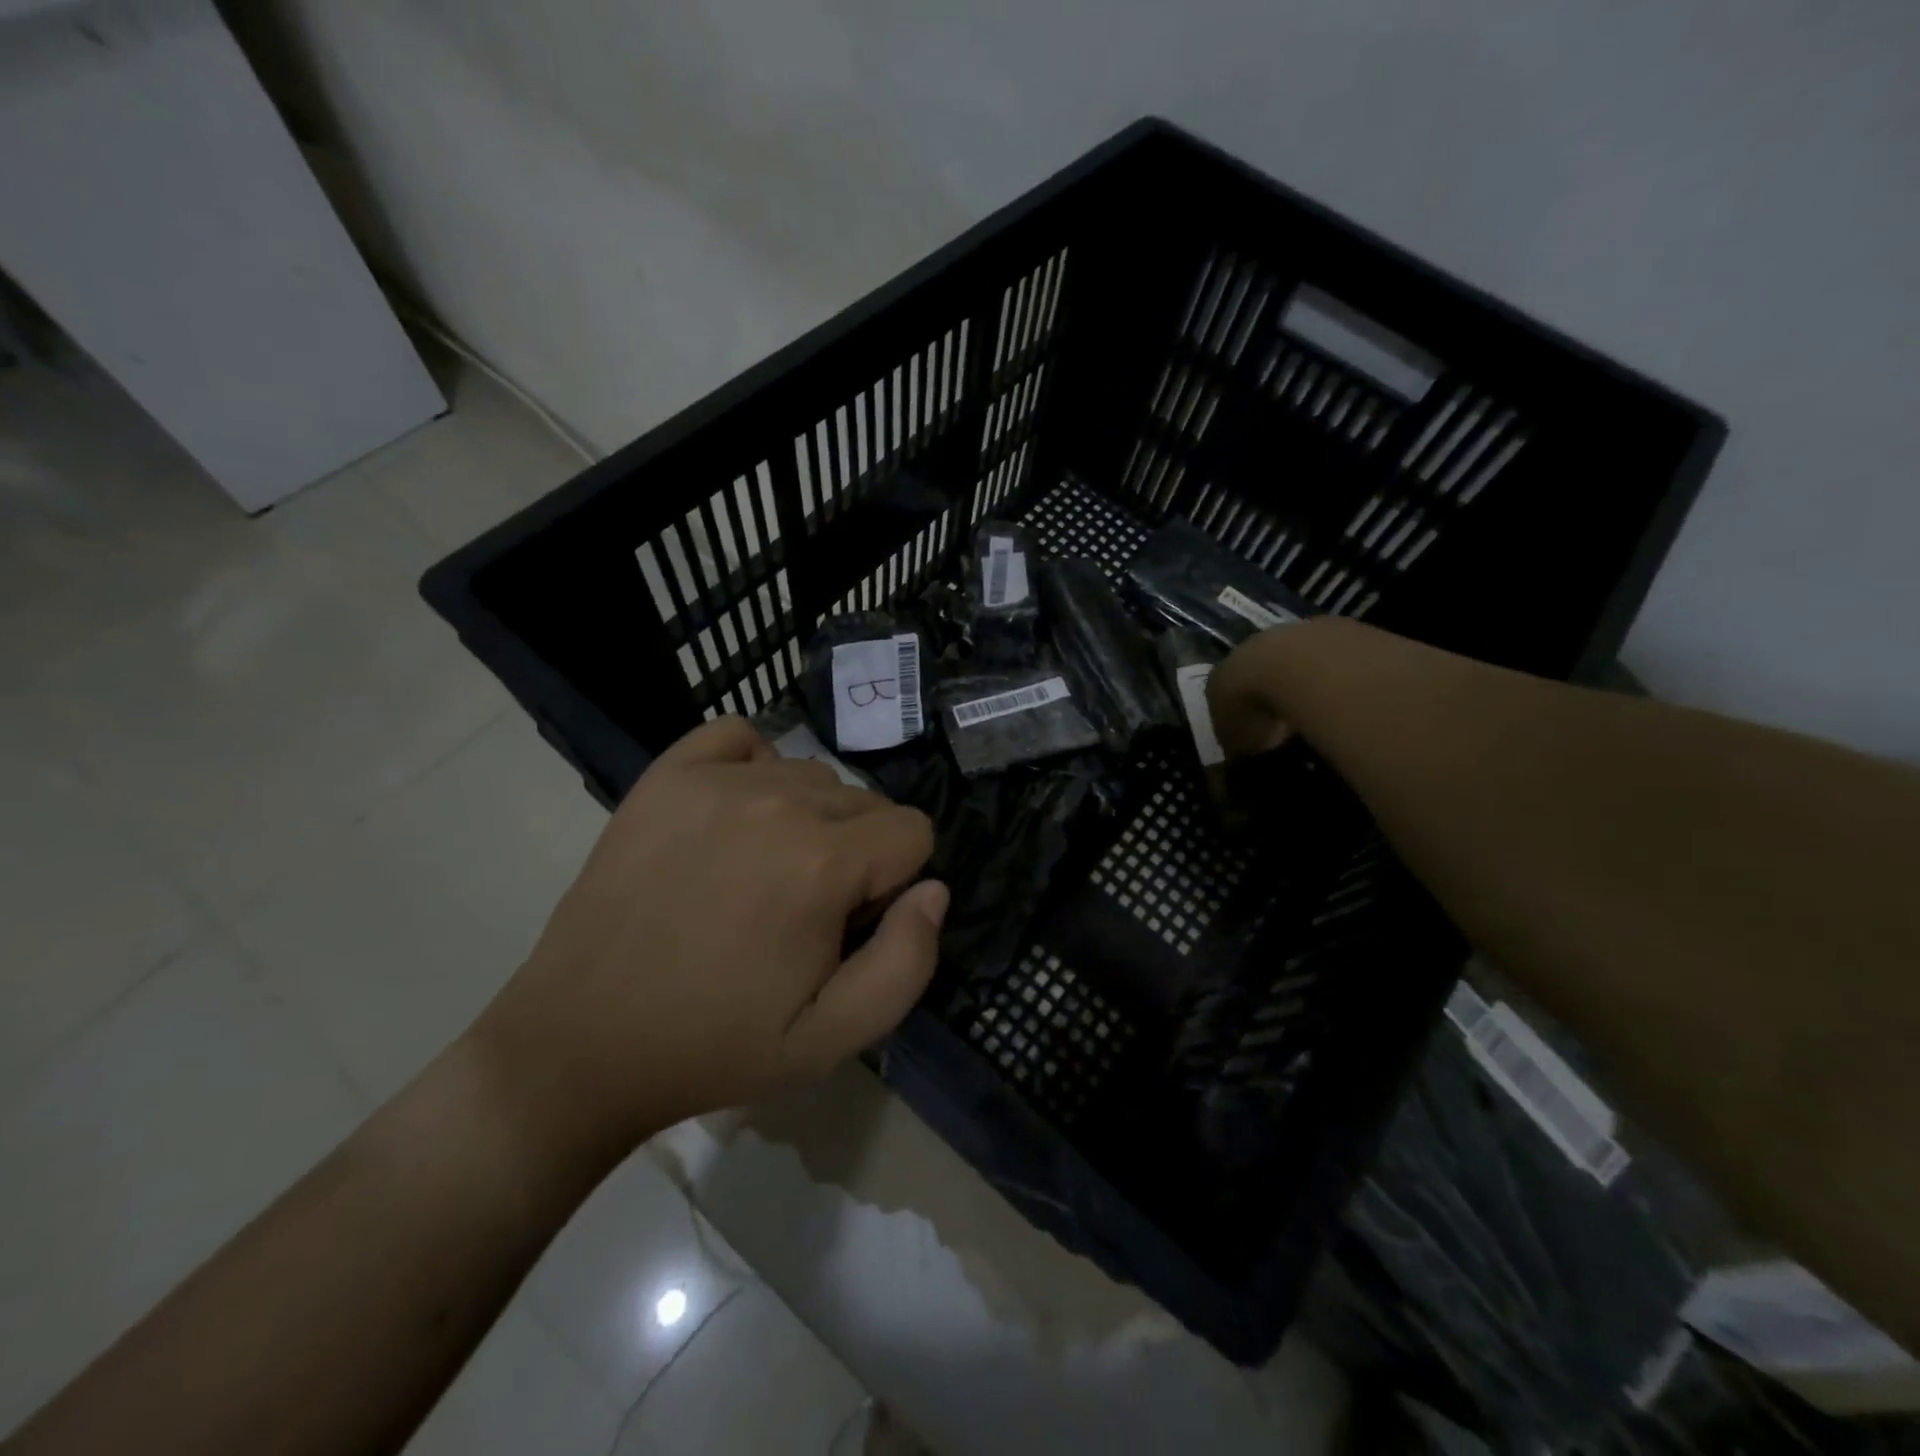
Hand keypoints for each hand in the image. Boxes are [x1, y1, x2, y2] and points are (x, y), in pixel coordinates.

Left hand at [470, 717, 946, 1167]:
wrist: (582, 1043)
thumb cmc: (715, 1045)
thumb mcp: (832, 1038)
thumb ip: (908, 962)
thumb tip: (933, 890)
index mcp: (821, 863)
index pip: (914, 832)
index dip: (897, 882)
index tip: (851, 924)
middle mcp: (776, 802)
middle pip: (866, 801)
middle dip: (858, 851)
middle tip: (804, 909)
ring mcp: (715, 780)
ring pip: (811, 774)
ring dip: (810, 817)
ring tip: (763, 871)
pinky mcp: (666, 775)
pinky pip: (739, 736)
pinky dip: (754, 765)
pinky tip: (736, 814)